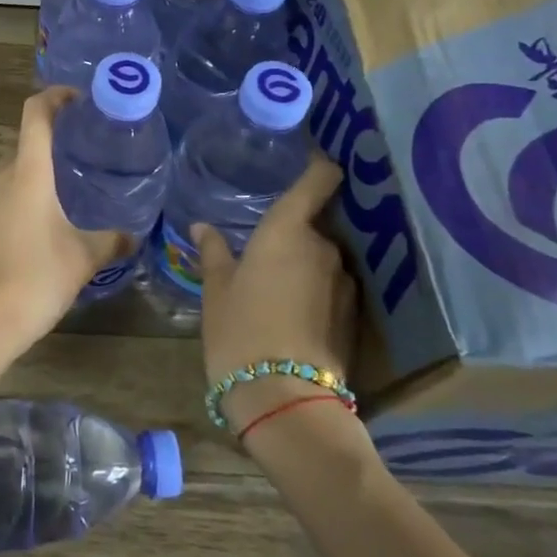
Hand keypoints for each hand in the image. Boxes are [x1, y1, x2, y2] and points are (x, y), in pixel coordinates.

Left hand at [0, 87, 129, 352]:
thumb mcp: (83, 258)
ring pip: (13, 174)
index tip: (78, 98)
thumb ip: (111, 241)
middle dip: (54, 145)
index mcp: (27, 171)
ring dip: (37, 176)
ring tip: (68, 194)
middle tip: (85, 157)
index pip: (36, 113)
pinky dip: (22, 198)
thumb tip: (133, 235)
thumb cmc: (35, 278)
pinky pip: (2, 197)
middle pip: (26, 144)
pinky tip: (41, 226)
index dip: (55, 96)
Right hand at [195, 155, 359, 430]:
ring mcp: (344, 281)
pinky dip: (314, 288)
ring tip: (273, 284)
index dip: (318, 165)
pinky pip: (331, 285)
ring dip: (303, 262)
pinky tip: (291, 311)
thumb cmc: (239, 330)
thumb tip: (202, 226)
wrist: (284, 398)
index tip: (308, 158)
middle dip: (292, 231)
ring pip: (322, 257)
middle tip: (261, 248)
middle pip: (313, 223)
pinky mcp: (353, 314)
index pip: (318, 179)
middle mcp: (324, 247)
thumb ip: (213, 251)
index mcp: (288, 230)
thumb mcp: (216, 289)